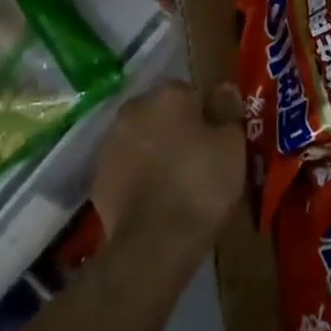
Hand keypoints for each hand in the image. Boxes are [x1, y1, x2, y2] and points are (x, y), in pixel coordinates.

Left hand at [90, 79, 244, 259]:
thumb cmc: (200, 183)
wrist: (154, 242)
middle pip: (161, 114)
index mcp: (167, 94)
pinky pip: (126, 169)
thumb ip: (227, 110)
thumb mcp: (232, 145)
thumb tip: (224, 89)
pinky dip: (138, 178)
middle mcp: (133, 109)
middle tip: (198, 160)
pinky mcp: (98, 179)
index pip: (191, 93)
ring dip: (154, 152)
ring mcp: (110, 144)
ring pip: (140, 140)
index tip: (216, 141)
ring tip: (177, 183)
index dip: (206, 117)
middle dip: (176, 130)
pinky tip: (156, 200)